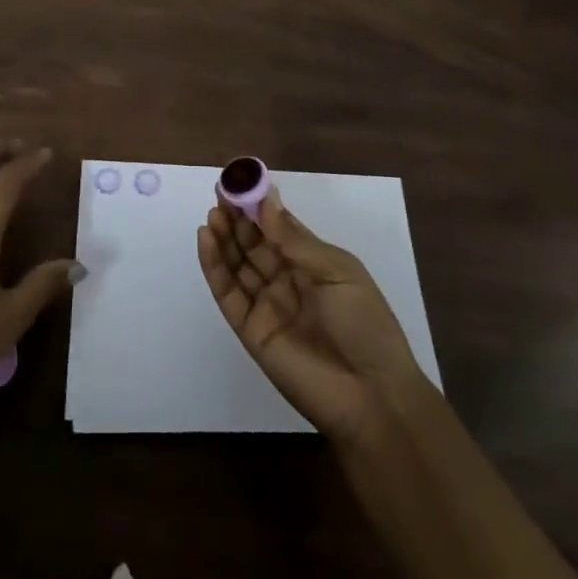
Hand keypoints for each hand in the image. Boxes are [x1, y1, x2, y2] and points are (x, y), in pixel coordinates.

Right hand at [198, 190, 426, 444]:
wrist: (371, 396)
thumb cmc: (364, 324)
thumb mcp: (337, 272)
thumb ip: (295, 239)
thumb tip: (266, 199)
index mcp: (313, 265)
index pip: (278, 229)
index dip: (259, 206)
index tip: (240, 182)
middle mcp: (286, 281)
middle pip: (254, 244)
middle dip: (237, 218)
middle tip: (220, 193)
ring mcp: (266, 305)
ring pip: (237, 264)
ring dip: (223, 237)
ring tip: (212, 213)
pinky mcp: (249, 329)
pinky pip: (227, 293)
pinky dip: (214, 265)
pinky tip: (206, 239)